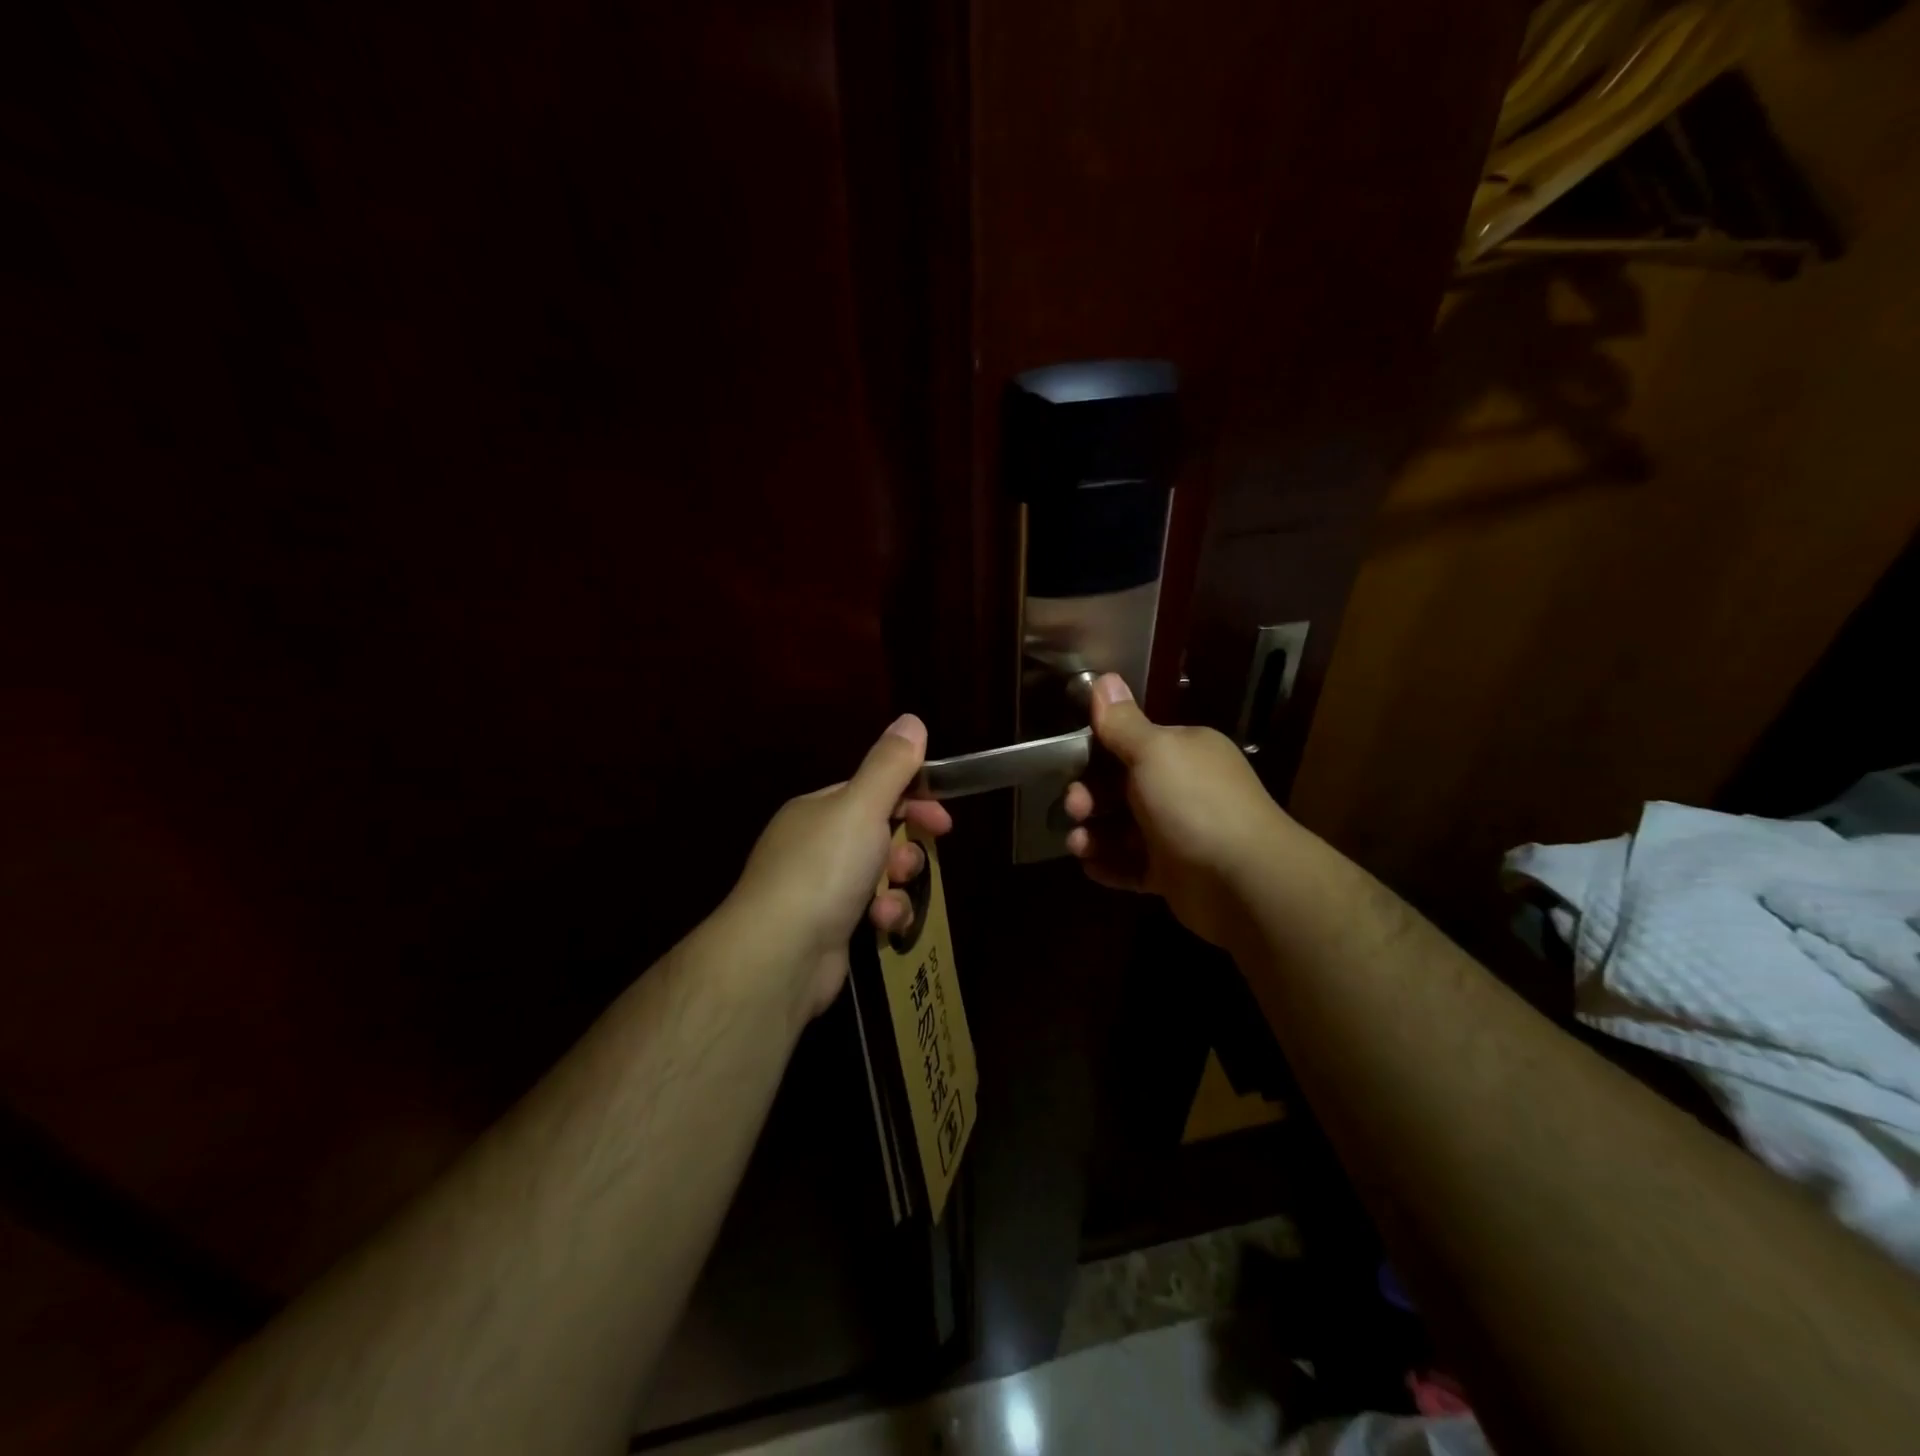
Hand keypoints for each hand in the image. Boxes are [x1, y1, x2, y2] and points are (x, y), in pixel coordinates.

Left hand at [730, 714, 952, 1021]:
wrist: (779, 954)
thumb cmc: (823, 868)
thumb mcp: (861, 807)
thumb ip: (890, 765)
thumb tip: (911, 720)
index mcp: (818, 809)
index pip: (872, 791)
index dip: (911, 798)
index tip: (943, 816)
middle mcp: (815, 844)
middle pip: (879, 834)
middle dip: (905, 845)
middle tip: (919, 857)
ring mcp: (820, 889)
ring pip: (880, 875)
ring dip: (897, 883)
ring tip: (893, 892)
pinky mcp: (830, 928)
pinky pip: (871, 911)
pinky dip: (884, 915)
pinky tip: (882, 924)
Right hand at [1064, 674, 1290, 947]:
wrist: (1243, 881)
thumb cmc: (1193, 803)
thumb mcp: (1154, 752)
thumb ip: (1123, 723)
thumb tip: (1105, 677)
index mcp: (1182, 752)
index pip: (1129, 745)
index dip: (1095, 753)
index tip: (1069, 765)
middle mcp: (1181, 789)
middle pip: (1120, 788)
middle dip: (1090, 797)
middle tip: (1075, 809)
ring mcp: (1177, 834)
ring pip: (1122, 830)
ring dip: (1094, 835)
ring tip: (1079, 846)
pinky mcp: (1173, 874)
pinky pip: (1132, 866)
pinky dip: (1110, 866)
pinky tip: (1090, 867)